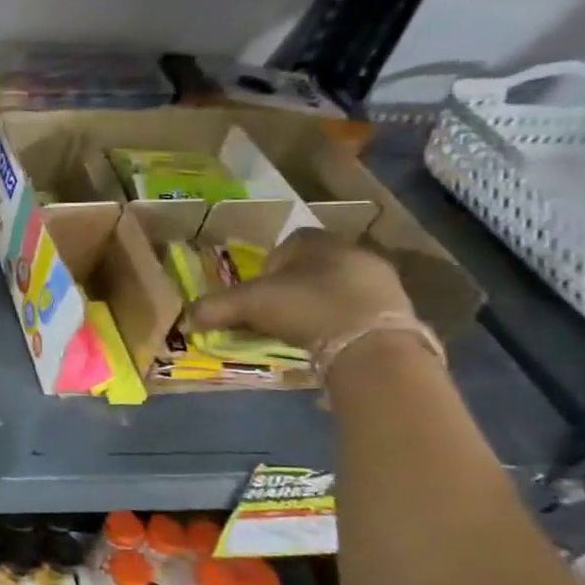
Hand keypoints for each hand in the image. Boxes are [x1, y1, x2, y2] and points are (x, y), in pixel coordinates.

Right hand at [186, 228, 413, 349]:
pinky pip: (360, 308)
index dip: (268, 267)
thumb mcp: (249, 305)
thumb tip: (184, 319)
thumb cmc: (306, 307)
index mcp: (316, 240)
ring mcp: (382, 278)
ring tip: (304, 329)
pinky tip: (331, 339)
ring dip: (320, 302)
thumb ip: (215, 308)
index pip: (288, 243)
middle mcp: (352, 250)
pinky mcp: (400, 307)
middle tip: (278, 312)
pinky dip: (343, 320)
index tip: (259, 293)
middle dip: (295, 286)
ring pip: (339, 285)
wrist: (372, 344)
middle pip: (314, 264)